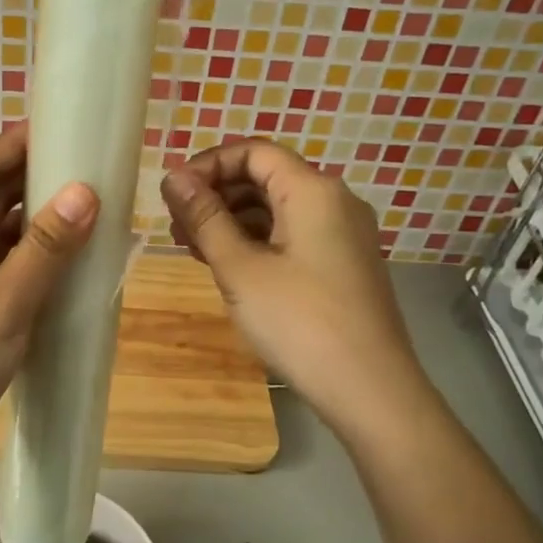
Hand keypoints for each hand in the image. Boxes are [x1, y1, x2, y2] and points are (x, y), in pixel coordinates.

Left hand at [0, 124, 97, 479]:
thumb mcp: (2, 304)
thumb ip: (44, 248)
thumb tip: (84, 191)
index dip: (16, 143)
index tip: (62, 125)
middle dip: (33, 179)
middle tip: (87, 166)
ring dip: (36, 223)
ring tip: (88, 210)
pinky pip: (3, 273)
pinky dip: (33, 263)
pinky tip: (67, 267)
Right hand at [161, 141, 427, 446]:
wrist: (369, 390)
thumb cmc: (299, 322)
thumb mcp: (240, 269)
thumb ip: (205, 218)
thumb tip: (172, 176)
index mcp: (313, 191)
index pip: (253, 152)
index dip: (208, 165)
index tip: (172, 195)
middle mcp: (335, 202)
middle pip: (266, 177)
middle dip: (217, 195)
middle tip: (175, 227)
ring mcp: (343, 235)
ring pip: (278, 210)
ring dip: (232, 221)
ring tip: (192, 249)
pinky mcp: (343, 265)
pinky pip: (292, 236)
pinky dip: (257, 242)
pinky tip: (227, 266)